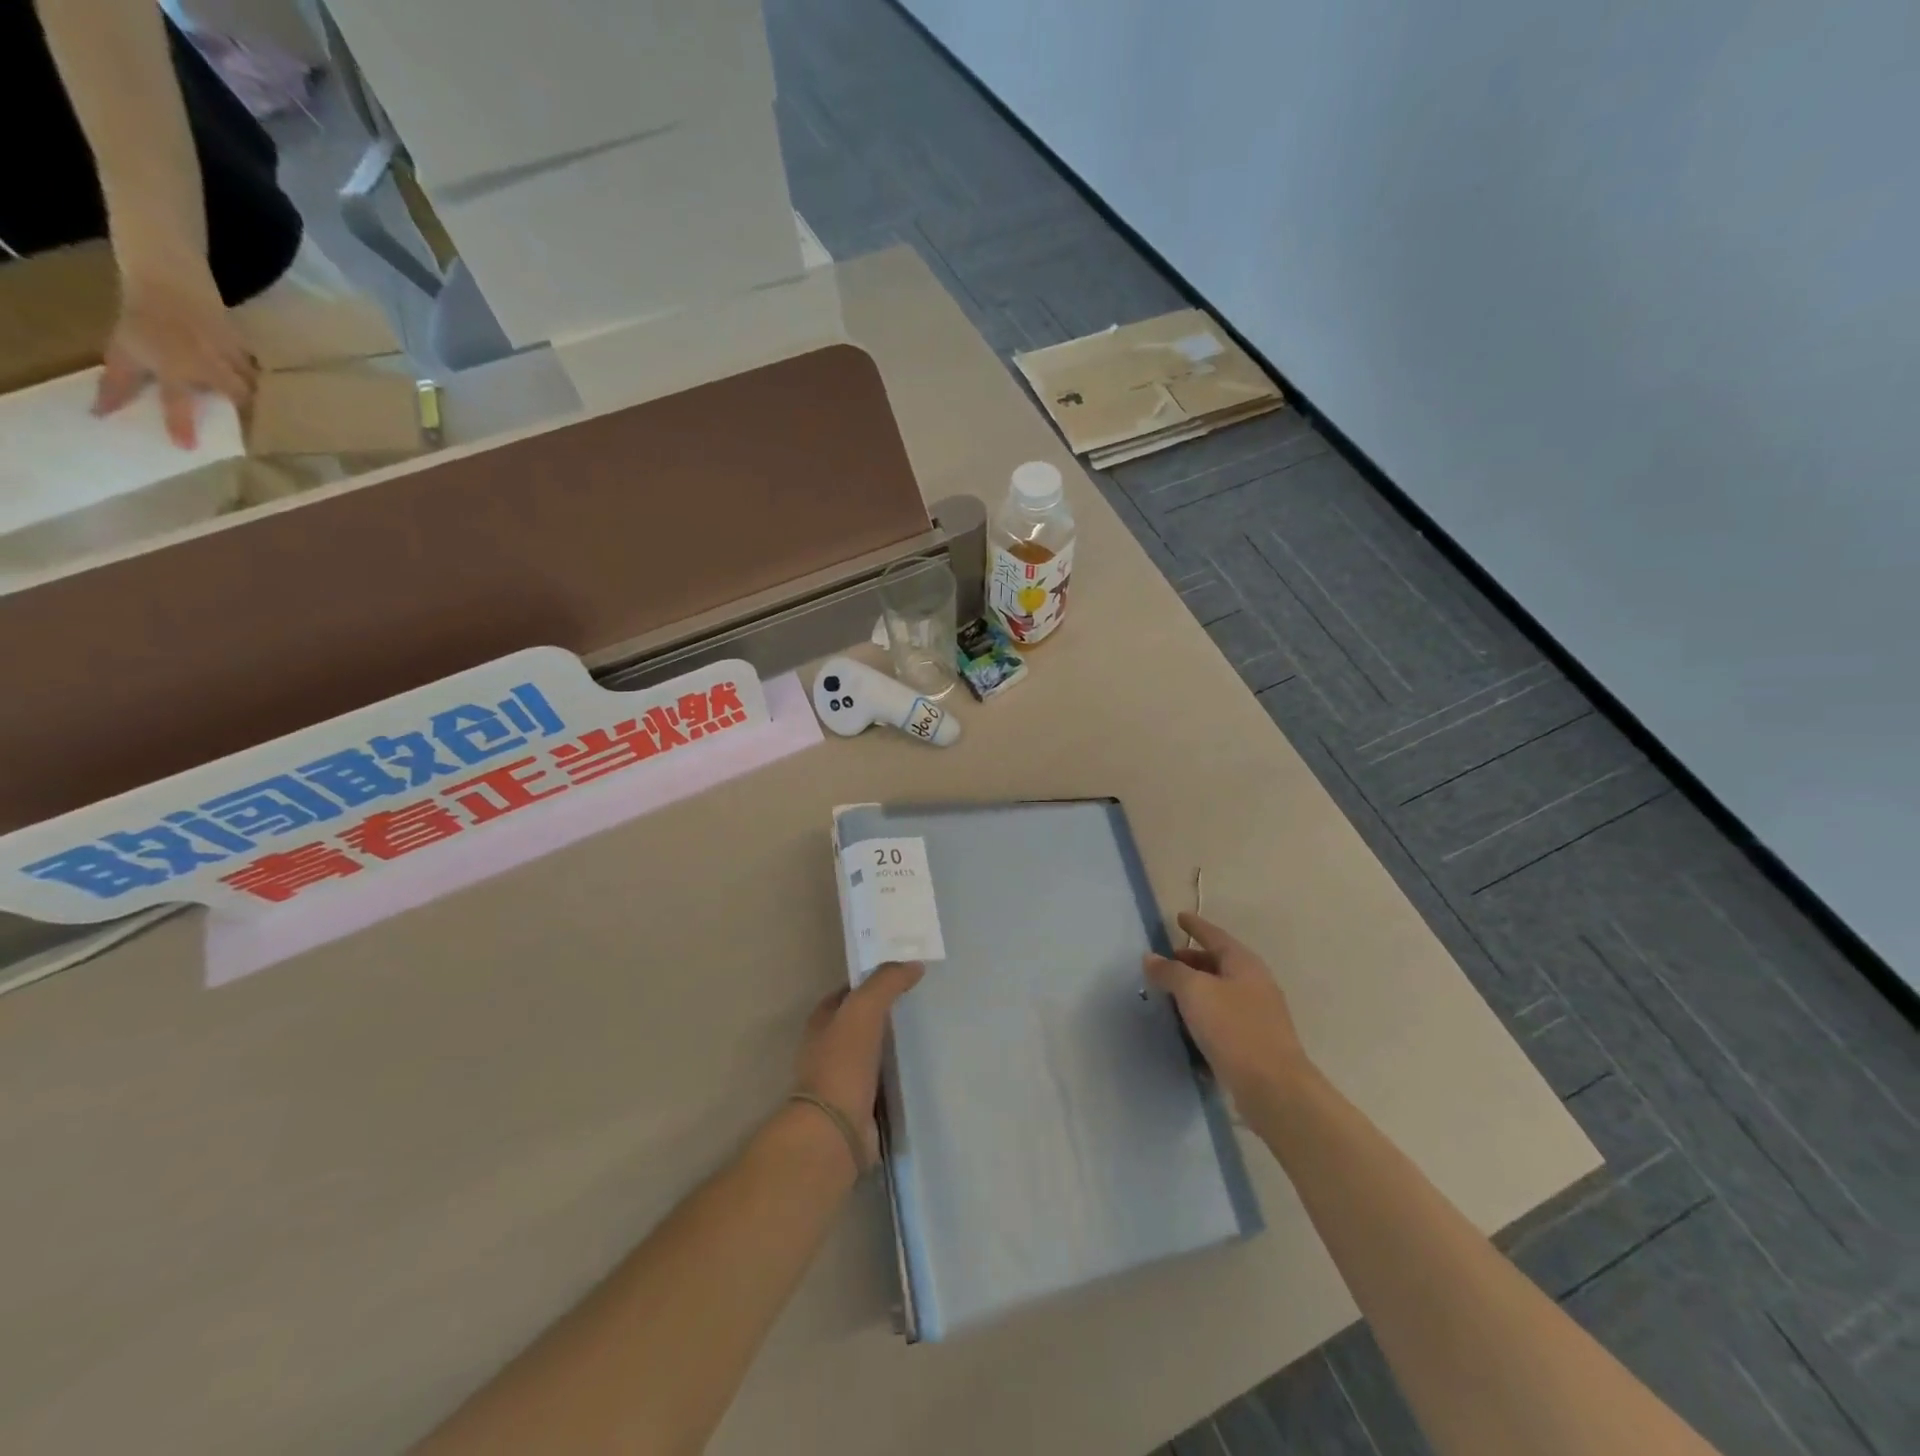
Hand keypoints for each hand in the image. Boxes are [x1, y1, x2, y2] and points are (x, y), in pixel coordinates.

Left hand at [94, 266, 255, 447]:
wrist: (168, 282)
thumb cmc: (142, 319)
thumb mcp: (122, 350)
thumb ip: (118, 384)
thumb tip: (100, 413)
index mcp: (175, 368)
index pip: (178, 403)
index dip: (181, 426)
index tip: (188, 448)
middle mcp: (208, 367)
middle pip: (239, 398)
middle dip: (244, 414)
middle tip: (247, 428)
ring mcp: (231, 357)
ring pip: (253, 386)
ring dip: (255, 400)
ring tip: (255, 411)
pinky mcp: (246, 350)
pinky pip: (256, 371)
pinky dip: (257, 380)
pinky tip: (256, 386)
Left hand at [793, 962, 923, 1164]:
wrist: (835, 1129)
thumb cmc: (843, 1061)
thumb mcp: (864, 1008)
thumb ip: (886, 982)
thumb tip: (914, 964)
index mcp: (822, 1021)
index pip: (848, 992)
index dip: (872, 980)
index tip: (903, 974)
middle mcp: (829, 1047)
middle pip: (862, 1021)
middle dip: (886, 1012)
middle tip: (922, 1001)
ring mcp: (845, 1078)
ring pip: (874, 1051)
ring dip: (894, 1044)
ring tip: (929, 1031)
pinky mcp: (862, 1105)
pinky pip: (885, 1080)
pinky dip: (900, 1073)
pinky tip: (923, 1067)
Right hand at [1146, 913, 1310, 1113]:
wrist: (1274, 1089)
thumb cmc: (1234, 1029)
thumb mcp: (1195, 992)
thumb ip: (1170, 971)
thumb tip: (1151, 958)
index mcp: (1244, 964)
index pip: (1215, 936)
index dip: (1196, 926)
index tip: (1179, 917)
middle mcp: (1254, 984)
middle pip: (1219, 963)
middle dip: (1192, 960)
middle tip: (1166, 961)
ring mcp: (1257, 1015)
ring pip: (1220, 992)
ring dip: (1196, 990)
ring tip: (1169, 994)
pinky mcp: (1254, 1043)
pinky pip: (1223, 1019)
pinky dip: (1203, 1015)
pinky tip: (1186, 1026)